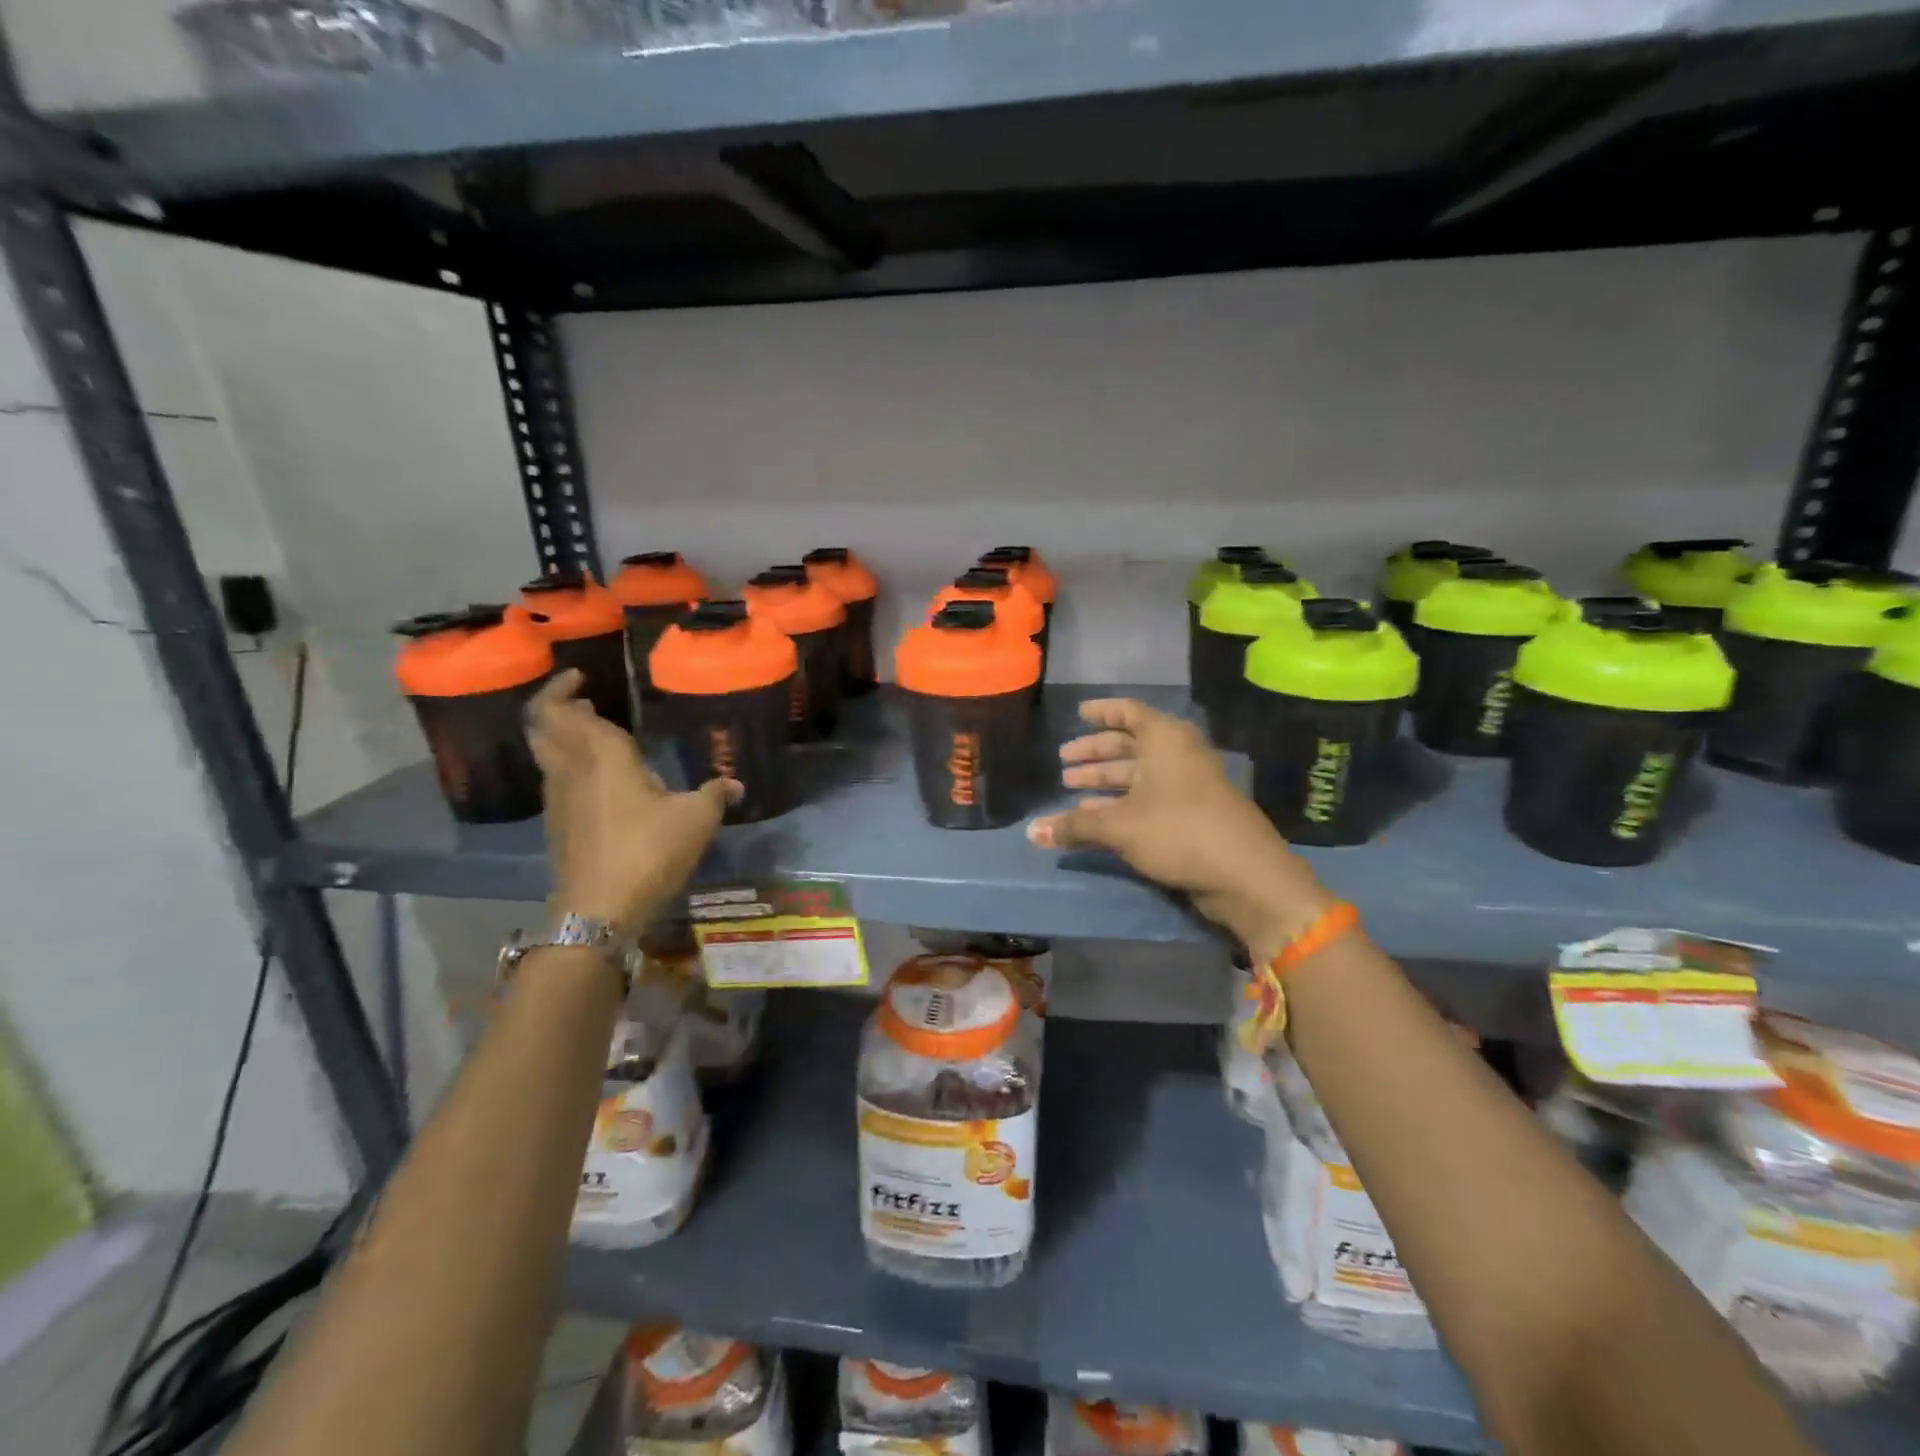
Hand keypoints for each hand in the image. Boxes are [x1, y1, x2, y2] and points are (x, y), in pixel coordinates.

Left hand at [526, 671, 739, 932]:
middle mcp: (570, 770)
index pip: (565, 711)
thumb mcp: (696, 820)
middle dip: (556, 707)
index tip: (581, 677)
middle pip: (542, 727)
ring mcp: (557, 800)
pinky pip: (555, 780)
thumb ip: (714, 795)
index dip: (563, 689)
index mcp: (601, 756)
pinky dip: (567, 766)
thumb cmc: (648, 852)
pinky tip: (598, 781)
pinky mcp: (557, 826)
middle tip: (583, 701)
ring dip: (561, 737)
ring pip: (545, 754)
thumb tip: (736, 784)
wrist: (598, 910)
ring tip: (591, 735)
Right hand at [1026, 698, 1333, 956]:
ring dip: (1105, 782)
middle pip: (1130, 745)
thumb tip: (1029, 832)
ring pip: (1138, 775)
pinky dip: (1121, 804)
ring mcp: (1188, 785)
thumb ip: (1073, 826)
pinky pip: (1148, 799)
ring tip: (1071, 791)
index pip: (1129, 713)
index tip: (1078, 714)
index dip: (1102, 712)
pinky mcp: (1192, 814)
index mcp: (1165, 740)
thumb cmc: (1178, 831)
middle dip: (1095, 754)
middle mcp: (1178, 755)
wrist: (1244, 874)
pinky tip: (1095, 818)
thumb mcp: (1119, 827)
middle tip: (1064, 763)